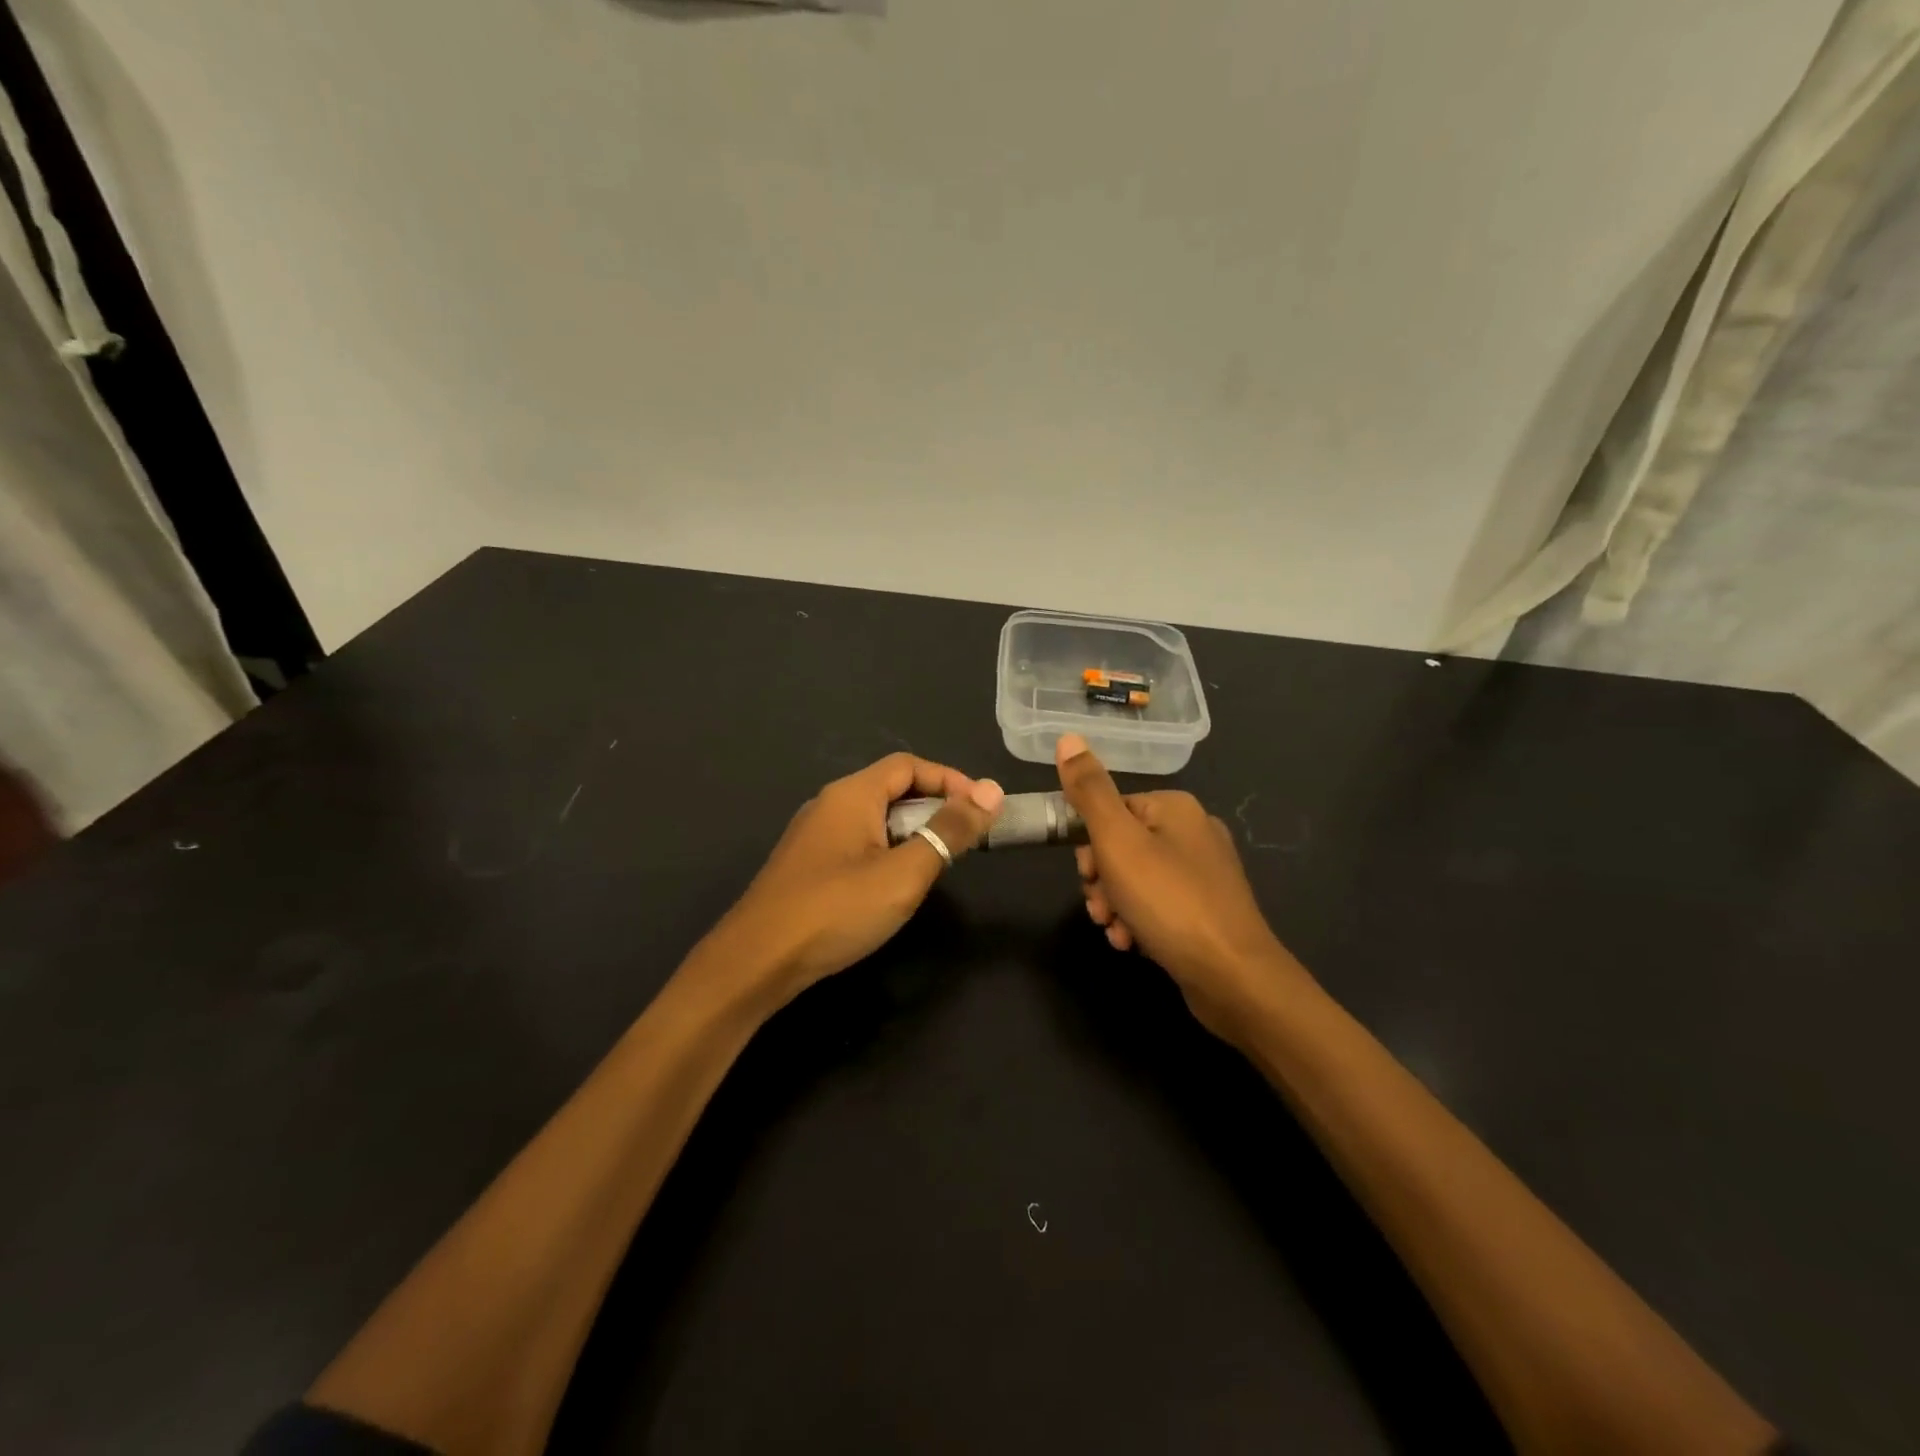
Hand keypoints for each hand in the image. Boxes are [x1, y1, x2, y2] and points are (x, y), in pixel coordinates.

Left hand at [710, 753, 1004, 1007]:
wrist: (756, 961)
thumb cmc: (836, 910)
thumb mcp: (904, 872)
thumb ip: (949, 831)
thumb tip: (992, 791)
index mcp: (852, 795)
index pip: (909, 765)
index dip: (950, 780)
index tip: (982, 808)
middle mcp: (829, 804)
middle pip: (891, 788)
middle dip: (934, 806)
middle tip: (966, 838)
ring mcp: (813, 836)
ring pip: (874, 818)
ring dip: (911, 831)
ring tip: (938, 862)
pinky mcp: (806, 866)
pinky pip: (857, 842)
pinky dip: (887, 850)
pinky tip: (894, 884)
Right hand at [1055, 733, 1305, 1038]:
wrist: (1233, 977)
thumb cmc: (1169, 901)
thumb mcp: (1117, 841)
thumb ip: (1089, 791)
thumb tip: (1068, 739)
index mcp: (1175, 808)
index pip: (1110, 810)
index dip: (1089, 844)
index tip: (1086, 874)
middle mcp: (1193, 832)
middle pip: (1122, 846)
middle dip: (1101, 879)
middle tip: (1101, 907)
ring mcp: (1205, 873)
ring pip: (1136, 879)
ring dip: (1115, 904)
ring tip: (1115, 932)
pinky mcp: (1208, 910)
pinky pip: (1158, 905)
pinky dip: (1139, 921)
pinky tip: (1132, 944)